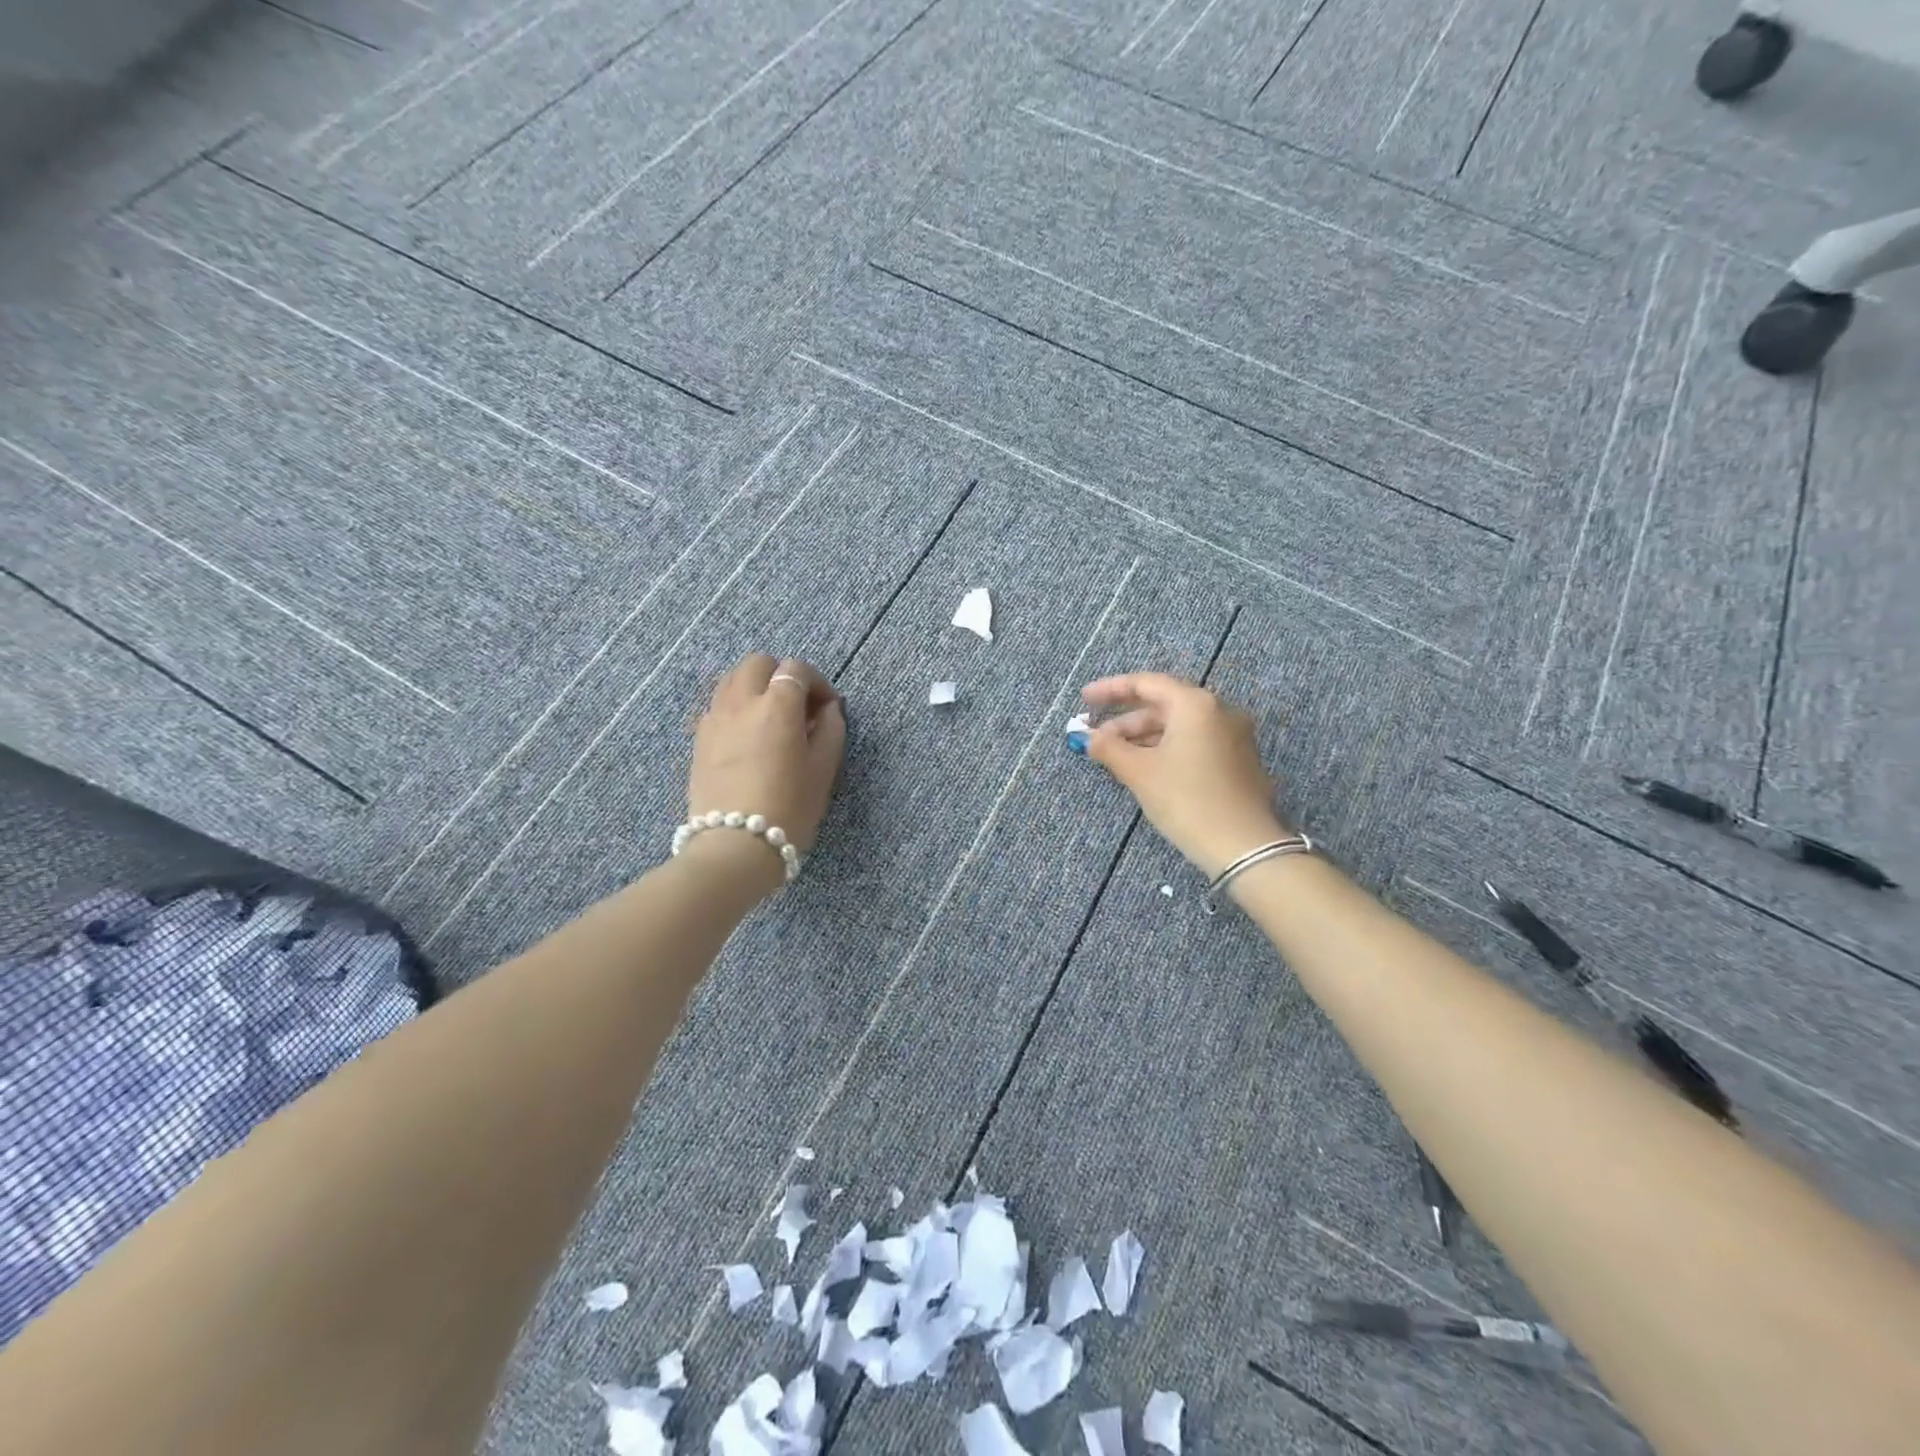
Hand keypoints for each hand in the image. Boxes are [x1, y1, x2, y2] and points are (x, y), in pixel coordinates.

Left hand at [687, 655, 846, 884]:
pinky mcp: (698, 740)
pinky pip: (717, 706)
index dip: (817, 683)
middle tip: (797, 707)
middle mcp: (741, 702)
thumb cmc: (789, 809)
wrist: (734, 847)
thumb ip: (831, 730)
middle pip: (758, 663)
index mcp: (777, 706)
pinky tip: (747, 737)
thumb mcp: (823, 770)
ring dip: (755, 687)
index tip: (827, 709)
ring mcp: (714, 719)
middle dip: (781, 675)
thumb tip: (828, 709)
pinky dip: (735, 708)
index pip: (796, 669)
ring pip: (732, 680)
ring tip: (770, 718)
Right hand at [1081, 672, 1289, 876]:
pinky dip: (1167, 748)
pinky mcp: (1238, 760)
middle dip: (1126, 720)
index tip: (1084, 699)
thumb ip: (1108, 748)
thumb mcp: (1140, 772)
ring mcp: (1234, 736)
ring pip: (1179, 726)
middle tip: (1096, 738)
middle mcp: (1219, 711)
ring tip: (1115, 756)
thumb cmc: (1186, 800)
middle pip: (1164, 704)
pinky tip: (1146, 767)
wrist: (1243, 846)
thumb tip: (1087, 737)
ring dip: (1144, 737)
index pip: (1147, 683)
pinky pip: (1195, 742)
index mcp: (1195, 704)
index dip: (1111, 689)